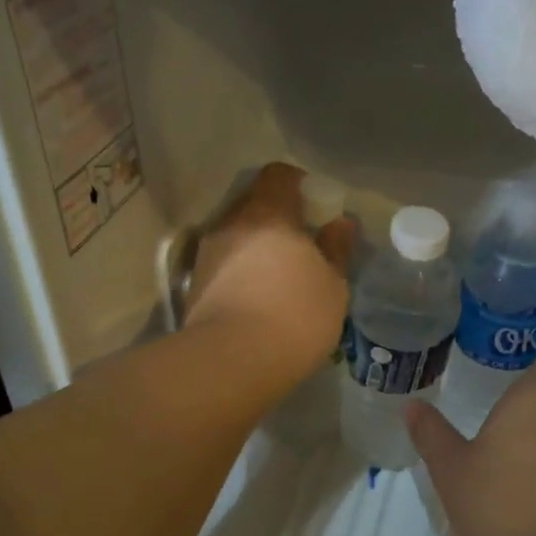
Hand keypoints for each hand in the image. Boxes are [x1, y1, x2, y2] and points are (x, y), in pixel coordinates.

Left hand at [186, 162, 352, 384]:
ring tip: (278, 278)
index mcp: (268, 212)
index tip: (316, 209)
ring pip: (236, 236)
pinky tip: (256, 299)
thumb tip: (341, 223)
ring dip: (256, 248)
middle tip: (301, 246)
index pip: (279, 175)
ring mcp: (207, 253)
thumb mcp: (333, 284)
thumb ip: (336, 248)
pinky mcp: (194, 285)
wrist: (232, 361)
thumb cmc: (296, 314)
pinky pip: (223, 265)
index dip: (299, 185)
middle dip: (277, 219)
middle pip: (254, 204)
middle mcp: (231, 223)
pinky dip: (240, 273)